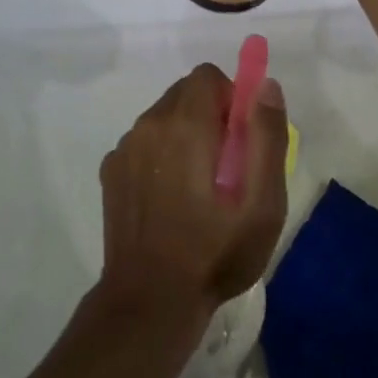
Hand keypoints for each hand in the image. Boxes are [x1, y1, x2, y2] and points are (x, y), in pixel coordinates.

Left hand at [96, 64, 288, 336]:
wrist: (150, 302)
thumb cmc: (215, 252)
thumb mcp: (262, 202)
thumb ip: (267, 136)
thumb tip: (265, 86)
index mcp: (185, 123)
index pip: (207, 76)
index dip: (230, 98)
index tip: (240, 139)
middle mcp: (149, 124)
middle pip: (185, 93)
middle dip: (209, 116)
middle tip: (225, 167)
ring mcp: (125, 148)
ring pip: (163, 117)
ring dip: (184, 135)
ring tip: (198, 189)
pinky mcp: (110, 171)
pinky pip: (143, 143)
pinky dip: (160, 156)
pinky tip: (169, 201)